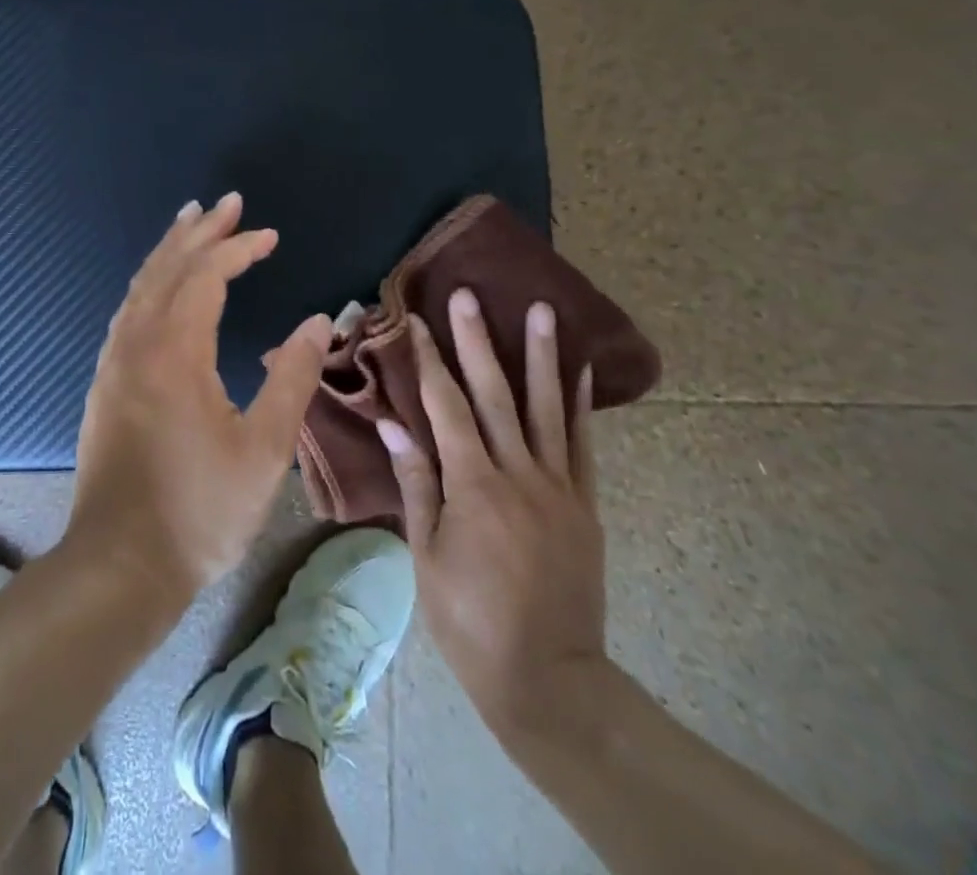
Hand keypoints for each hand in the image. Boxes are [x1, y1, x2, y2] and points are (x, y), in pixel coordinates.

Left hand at [66, 192, 333, 601]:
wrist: (120, 564)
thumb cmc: (200, 509)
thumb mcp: (264, 448)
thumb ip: (293, 377)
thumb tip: (319, 319)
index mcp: (175, 350)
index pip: (206, 275)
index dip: (238, 248)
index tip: (269, 235)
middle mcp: (137, 342)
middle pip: (167, 267)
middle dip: (199, 231)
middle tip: (226, 202)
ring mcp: (114, 361)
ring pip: (141, 285)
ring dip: (169, 250)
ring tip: (190, 222)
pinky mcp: (105, 382)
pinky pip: (128, 310)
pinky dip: (149, 281)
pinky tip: (159, 285)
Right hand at [379, 292, 608, 742]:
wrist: (549, 680)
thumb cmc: (469, 621)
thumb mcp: (427, 555)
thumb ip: (415, 483)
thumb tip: (393, 424)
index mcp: (473, 486)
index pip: (446, 407)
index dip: (429, 361)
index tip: (415, 320)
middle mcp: (518, 475)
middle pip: (495, 394)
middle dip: (476, 340)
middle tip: (467, 295)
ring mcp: (557, 487)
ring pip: (546, 407)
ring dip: (540, 355)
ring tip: (540, 309)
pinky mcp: (583, 505)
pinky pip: (582, 445)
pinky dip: (579, 404)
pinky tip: (579, 370)